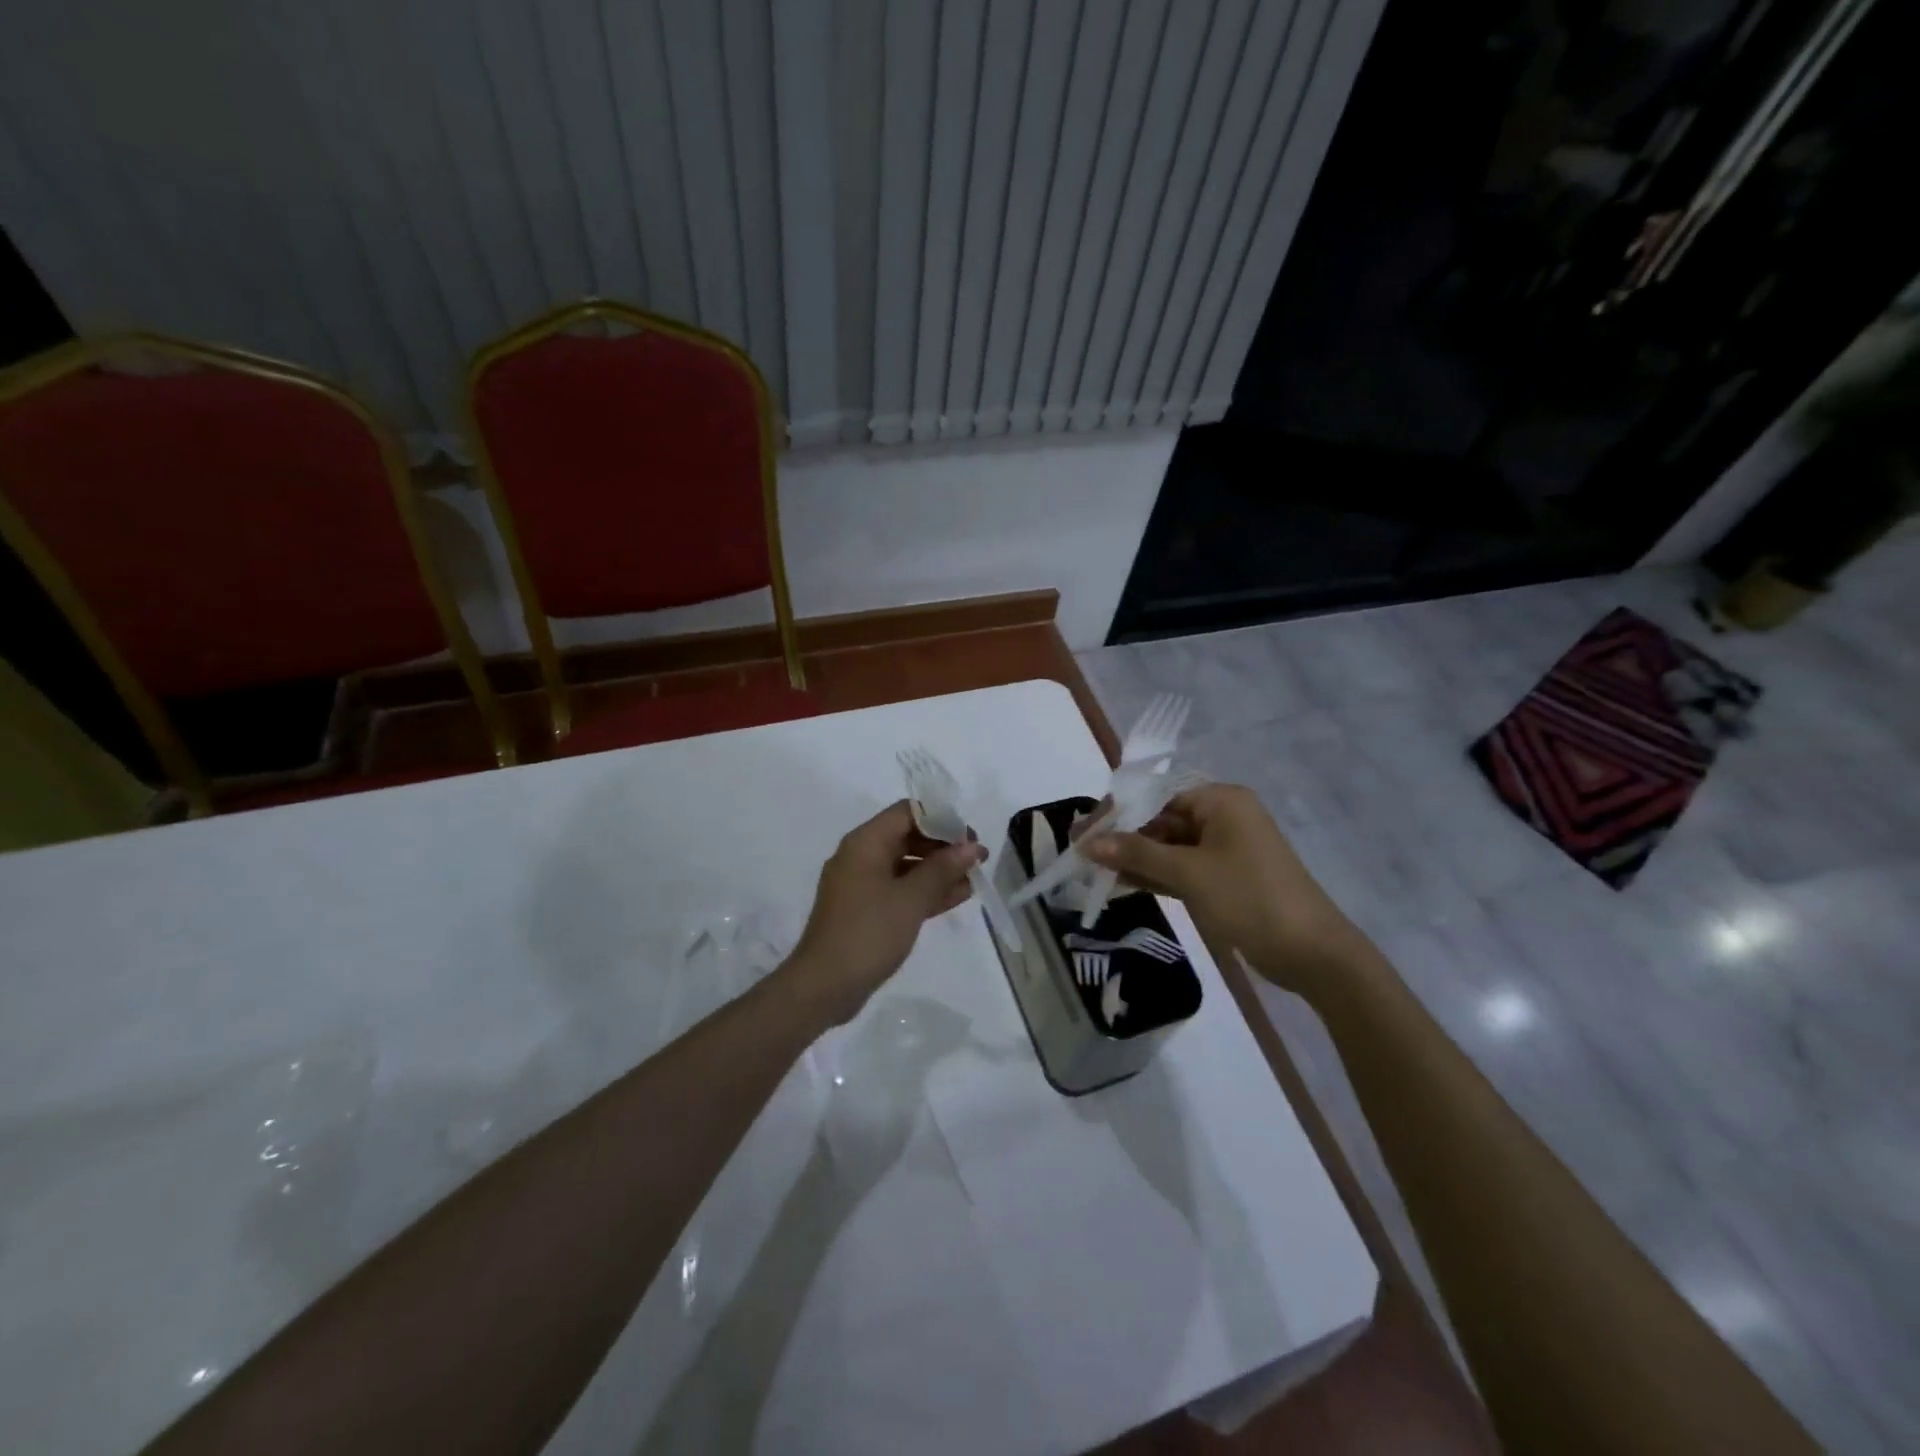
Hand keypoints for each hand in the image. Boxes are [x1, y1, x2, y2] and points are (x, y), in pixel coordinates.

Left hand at [781, 801, 984, 1025]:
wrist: (823, 986)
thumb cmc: (868, 933)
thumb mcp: (911, 899)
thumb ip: (942, 870)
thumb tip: (971, 847)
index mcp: (865, 843)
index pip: (908, 813)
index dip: (942, 820)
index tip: (970, 838)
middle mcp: (861, 856)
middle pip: (908, 836)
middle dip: (944, 846)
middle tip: (976, 860)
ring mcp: (862, 884)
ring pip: (906, 865)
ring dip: (939, 871)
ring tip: (974, 879)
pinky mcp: (865, 910)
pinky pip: (900, 889)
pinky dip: (925, 891)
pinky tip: (957, 897)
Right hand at [1079, 782, 1374, 1003]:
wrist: (1311, 954)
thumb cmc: (1250, 898)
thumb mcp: (1190, 873)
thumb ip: (1137, 854)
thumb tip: (1088, 842)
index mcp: (1221, 801)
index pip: (1157, 795)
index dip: (1118, 812)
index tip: (1083, 831)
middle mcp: (1222, 817)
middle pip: (1161, 819)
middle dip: (1123, 836)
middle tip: (1082, 852)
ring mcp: (1224, 850)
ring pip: (1168, 846)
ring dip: (1135, 857)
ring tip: (1092, 868)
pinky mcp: (1223, 878)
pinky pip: (1180, 868)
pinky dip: (1154, 874)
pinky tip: (1120, 881)